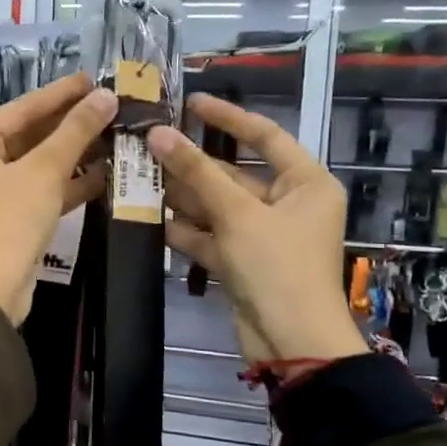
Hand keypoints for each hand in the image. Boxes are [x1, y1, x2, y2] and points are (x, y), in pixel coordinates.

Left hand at [0, 73, 114, 323]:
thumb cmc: (9, 219)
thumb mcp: (44, 170)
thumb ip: (75, 131)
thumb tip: (106, 97)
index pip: (22, 109)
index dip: (60, 93)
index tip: (94, 79)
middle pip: (29, 136)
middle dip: (70, 124)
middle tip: (109, 106)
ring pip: (38, 165)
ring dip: (74, 154)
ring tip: (114, 136)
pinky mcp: (9, 219)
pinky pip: (40, 191)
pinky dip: (68, 184)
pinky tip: (104, 173)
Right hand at [147, 94, 366, 363]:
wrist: (291, 342)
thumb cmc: (277, 267)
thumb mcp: (237, 214)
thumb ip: (196, 173)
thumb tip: (158, 133)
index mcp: (305, 184)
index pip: (265, 136)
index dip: (228, 118)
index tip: (192, 103)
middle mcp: (287, 204)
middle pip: (235, 174)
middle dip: (193, 164)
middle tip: (150, 145)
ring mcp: (263, 235)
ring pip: (218, 206)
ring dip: (183, 196)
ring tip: (141, 176)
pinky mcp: (243, 262)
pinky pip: (211, 235)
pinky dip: (186, 228)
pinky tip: (152, 217)